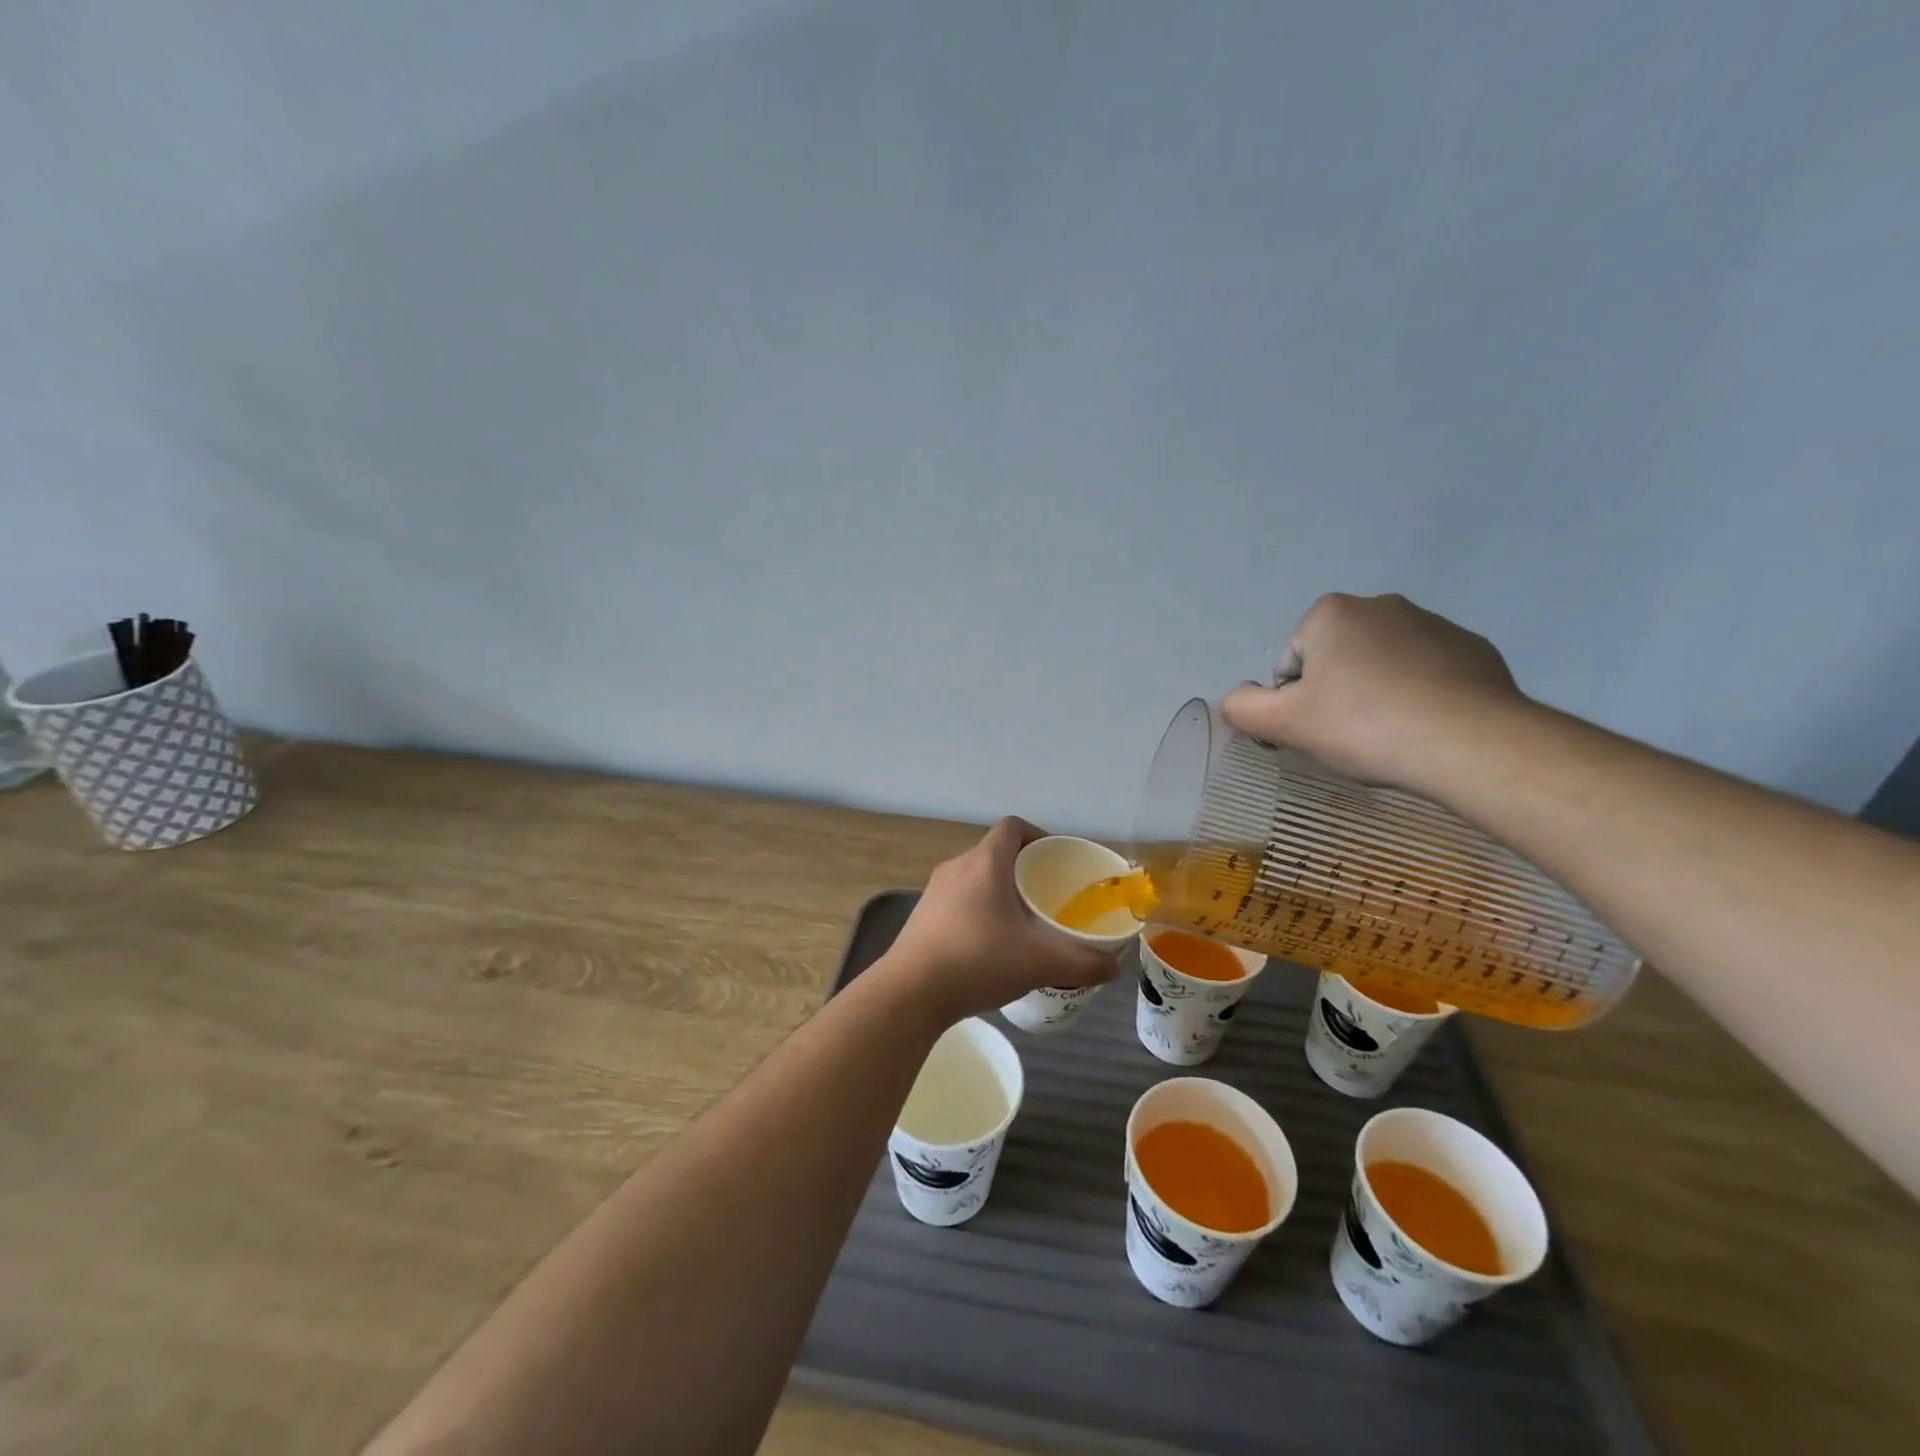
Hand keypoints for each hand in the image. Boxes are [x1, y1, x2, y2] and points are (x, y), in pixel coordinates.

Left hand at [883, 818, 1119, 1023]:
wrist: (910, 992)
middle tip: (1047, 896)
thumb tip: (1113, 967)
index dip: (1038, 835)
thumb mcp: (1039, 962)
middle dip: (1023, 870)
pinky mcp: (921, 917)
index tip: (1057, 860)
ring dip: (999, 892)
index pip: (1012, 827)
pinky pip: (958, 901)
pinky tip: (991, 946)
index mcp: (984, 862)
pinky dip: (978, 911)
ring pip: (975, 879)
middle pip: (995, 853)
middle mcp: (956, 867)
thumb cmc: (977, 960)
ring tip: (1023, 923)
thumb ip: (1082, 962)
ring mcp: (934, 892)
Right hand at [1222, 593, 1526, 791]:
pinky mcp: (1474, 650)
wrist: (1470, 743)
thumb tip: (1237, 698)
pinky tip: (1425, 728)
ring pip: (1382, 666)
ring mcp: (1435, 624)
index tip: (1316, 730)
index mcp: (1331, 613)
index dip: (1294, 703)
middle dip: (1336, 694)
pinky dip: (1419, 696)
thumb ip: (1242, 707)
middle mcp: (1382, 605)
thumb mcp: (1282, 723)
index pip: (1291, 665)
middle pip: (1335, 661)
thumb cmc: (1363, 726)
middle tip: (1349, 736)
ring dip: (1376, 695)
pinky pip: (1427, 674)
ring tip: (1390, 736)